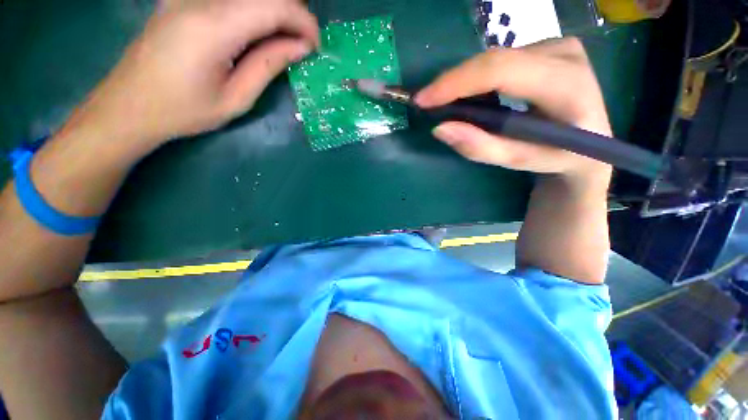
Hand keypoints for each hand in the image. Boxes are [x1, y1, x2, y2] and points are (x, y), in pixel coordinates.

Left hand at [66, 0, 318, 147]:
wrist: (128, 105)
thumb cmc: (184, 111)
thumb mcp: (236, 98)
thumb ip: (269, 66)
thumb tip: (300, 47)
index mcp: (213, 28)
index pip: (273, 5)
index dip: (303, 21)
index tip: (315, 45)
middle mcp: (199, 0)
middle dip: (291, 14)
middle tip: (302, 45)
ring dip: (273, 12)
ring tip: (283, 41)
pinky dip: (252, 11)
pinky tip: (256, 32)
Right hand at [415, 37, 611, 184]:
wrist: (592, 144)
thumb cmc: (558, 157)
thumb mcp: (520, 161)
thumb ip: (481, 147)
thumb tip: (440, 129)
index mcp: (568, 85)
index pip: (501, 70)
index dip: (456, 82)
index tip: (423, 99)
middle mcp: (565, 54)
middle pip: (494, 61)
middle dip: (455, 84)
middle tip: (429, 104)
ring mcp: (559, 46)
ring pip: (495, 59)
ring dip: (467, 83)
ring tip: (450, 105)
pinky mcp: (550, 48)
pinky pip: (502, 60)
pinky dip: (480, 79)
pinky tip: (473, 97)